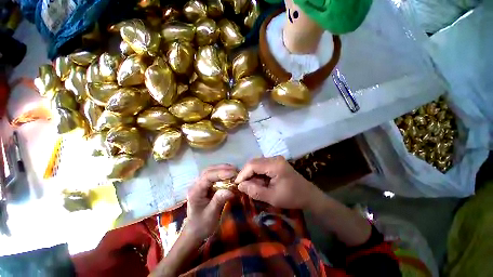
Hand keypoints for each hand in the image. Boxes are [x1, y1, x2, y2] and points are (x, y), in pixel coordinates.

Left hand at [184, 164, 235, 240]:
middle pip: (209, 170)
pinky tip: (230, 174)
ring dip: (223, 169)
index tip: (233, 174)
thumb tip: (230, 190)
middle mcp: (196, 184)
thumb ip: (219, 201)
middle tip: (236, 170)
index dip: (220, 173)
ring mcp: (200, 183)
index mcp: (195, 191)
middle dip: (223, 168)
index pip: (207, 177)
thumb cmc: (202, 225)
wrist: (195, 231)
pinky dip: (223, 172)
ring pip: (211, 170)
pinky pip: (214, 175)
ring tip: (234, 171)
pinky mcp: (205, 185)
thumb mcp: (211, 215)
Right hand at [235, 156, 319, 209]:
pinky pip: (262, 165)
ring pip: (257, 163)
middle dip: (246, 173)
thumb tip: (240, 185)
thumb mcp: (272, 198)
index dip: (243, 174)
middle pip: (254, 162)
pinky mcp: (276, 162)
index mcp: (275, 165)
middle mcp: (274, 158)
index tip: (237, 184)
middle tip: (243, 186)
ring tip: (250, 185)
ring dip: (251, 173)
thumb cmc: (292, 197)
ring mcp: (276, 159)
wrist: (308, 195)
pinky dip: (257, 173)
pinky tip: (258, 182)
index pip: (253, 165)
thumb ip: (255, 191)